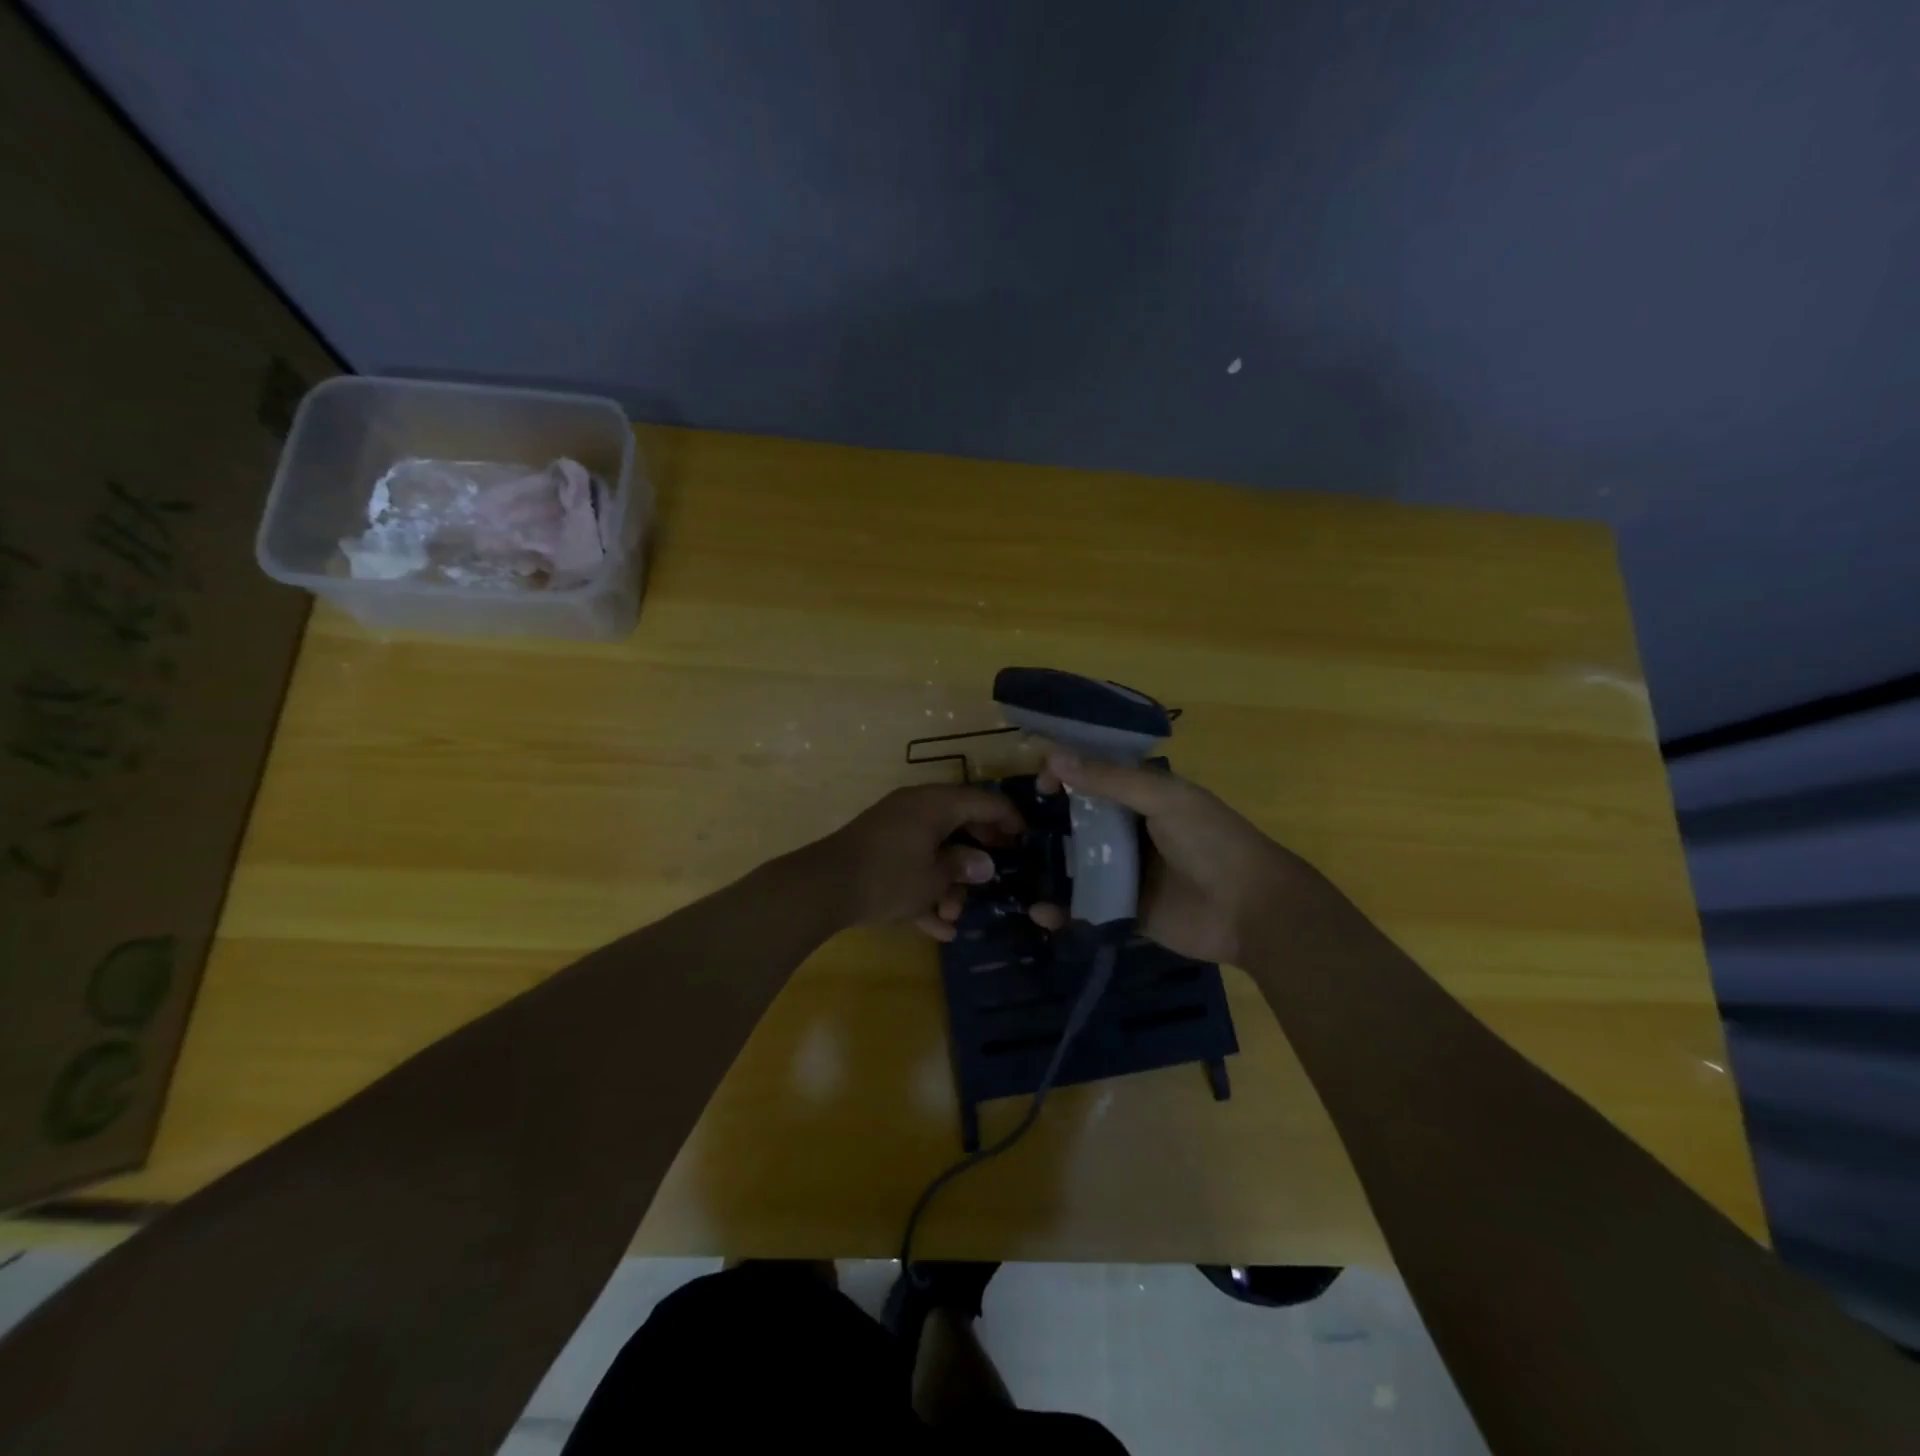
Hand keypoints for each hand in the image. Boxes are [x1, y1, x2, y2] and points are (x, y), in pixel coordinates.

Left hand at [811, 784, 1024, 938]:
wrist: (823, 888)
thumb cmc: (889, 876)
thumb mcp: (935, 878)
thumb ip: (963, 867)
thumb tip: (985, 863)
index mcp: (935, 804)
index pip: (984, 802)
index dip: (1009, 819)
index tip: (1027, 839)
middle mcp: (916, 809)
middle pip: (959, 824)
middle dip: (977, 855)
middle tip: (996, 875)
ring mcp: (894, 829)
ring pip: (933, 849)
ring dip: (948, 882)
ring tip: (954, 915)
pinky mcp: (877, 852)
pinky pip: (911, 866)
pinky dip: (924, 890)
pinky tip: (938, 928)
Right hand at [1029, 751, 1308, 964]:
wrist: (1252, 910)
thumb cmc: (1211, 841)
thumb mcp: (1164, 799)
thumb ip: (1110, 780)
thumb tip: (1053, 757)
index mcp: (1145, 798)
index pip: (1097, 778)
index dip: (1067, 776)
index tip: (1039, 785)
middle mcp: (1132, 833)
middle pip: (1082, 823)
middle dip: (1049, 824)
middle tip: (1012, 830)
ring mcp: (1127, 875)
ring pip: (1079, 867)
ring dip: (1050, 868)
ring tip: (1015, 870)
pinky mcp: (1124, 912)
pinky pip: (1086, 909)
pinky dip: (1062, 911)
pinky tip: (1039, 912)